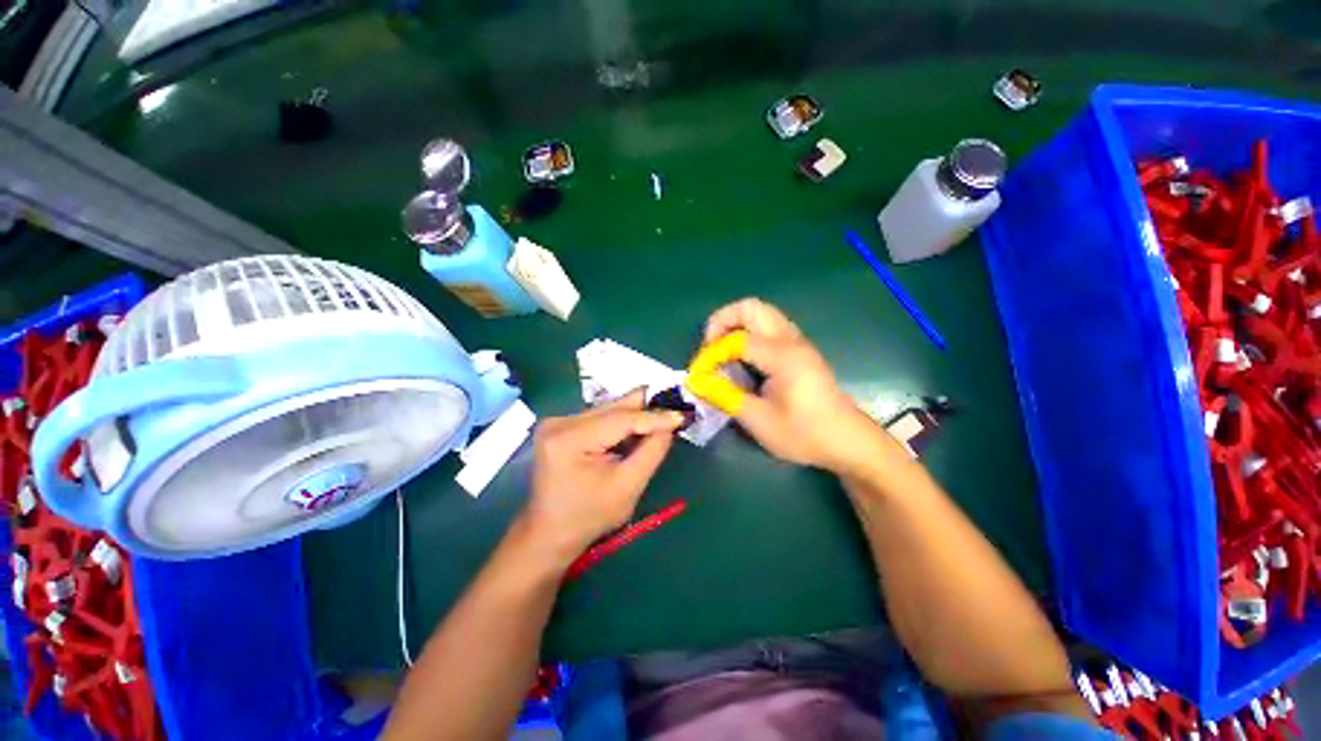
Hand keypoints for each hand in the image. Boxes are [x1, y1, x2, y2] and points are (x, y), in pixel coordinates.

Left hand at [520, 391, 684, 563]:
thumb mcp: (627, 487)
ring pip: (609, 409)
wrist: (549, 532)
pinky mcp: (561, 425)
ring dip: (636, 415)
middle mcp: (560, 421)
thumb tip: (670, 424)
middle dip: (647, 409)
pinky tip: (639, 428)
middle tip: (676, 408)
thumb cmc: (589, 517)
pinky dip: (622, 422)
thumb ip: (651, 451)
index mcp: (569, 439)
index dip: (654, 417)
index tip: (682, 416)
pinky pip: (601, 416)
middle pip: (614, 407)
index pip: (620, 419)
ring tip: (662, 418)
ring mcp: (558, 421)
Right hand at [704, 298, 881, 472]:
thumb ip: (725, 396)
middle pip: (751, 307)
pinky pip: (768, 327)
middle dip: (722, 321)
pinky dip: (747, 334)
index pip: (736, 339)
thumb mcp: (759, 421)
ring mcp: (797, 342)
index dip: (711, 354)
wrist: (847, 441)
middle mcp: (791, 340)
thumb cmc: (805, 434)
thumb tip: (697, 382)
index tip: (699, 376)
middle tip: (710, 347)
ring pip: (761, 313)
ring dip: (735, 325)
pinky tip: (741, 360)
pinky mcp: (798, 350)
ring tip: (722, 352)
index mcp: (783, 356)